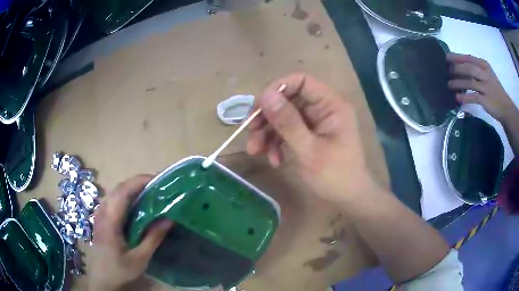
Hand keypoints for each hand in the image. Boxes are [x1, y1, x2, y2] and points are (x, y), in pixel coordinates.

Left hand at [89, 175, 173, 290]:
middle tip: (157, 187)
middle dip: (138, 183)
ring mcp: (99, 214)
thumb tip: (169, 219)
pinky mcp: (100, 219)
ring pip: (114, 193)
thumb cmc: (120, 270)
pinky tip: (134, 207)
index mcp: (110, 220)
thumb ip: (153, 238)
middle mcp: (102, 212)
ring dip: (131, 189)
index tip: (158, 180)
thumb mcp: (140, 258)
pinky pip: (112, 200)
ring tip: (149, 194)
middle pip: (119, 188)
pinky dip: (125, 197)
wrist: (102, 279)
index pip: (123, 191)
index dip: (140, 181)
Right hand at [246, 73, 377, 202]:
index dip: (277, 89)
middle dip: (267, 117)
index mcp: (331, 105)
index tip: (258, 108)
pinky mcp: (309, 134)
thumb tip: (265, 95)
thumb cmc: (335, 176)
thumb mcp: (309, 150)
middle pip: (288, 99)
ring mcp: (315, 122)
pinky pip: (287, 130)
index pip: (301, 81)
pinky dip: (277, 143)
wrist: (348, 199)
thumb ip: (287, 122)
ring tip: (256, 151)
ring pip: (284, 116)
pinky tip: (274, 160)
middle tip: (250, 133)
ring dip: (267, 132)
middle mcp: (323, 108)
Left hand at [447, 53, 517, 121]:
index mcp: (484, 65)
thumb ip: (476, 69)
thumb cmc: (494, 89)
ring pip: (470, 82)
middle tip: (446, 71)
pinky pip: (473, 97)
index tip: (446, 57)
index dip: (457, 57)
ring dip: (458, 83)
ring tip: (448, 84)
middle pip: (468, 68)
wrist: (505, 107)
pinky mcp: (486, 100)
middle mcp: (485, 74)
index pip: (469, 58)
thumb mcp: (487, 74)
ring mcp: (486, 87)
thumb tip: (459, 66)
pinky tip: (457, 97)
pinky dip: (465, 97)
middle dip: (456, 69)